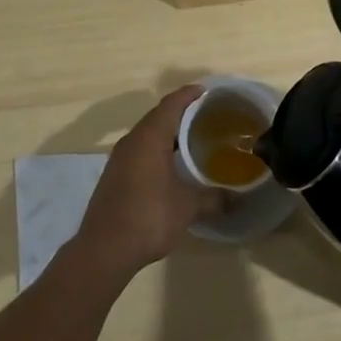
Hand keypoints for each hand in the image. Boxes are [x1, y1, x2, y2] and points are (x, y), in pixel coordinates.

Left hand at [76, 86, 223, 275]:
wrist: (104, 250)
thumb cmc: (149, 217)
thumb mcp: (187, 207)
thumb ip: (213, 198)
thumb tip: (236, 198)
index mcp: (150, 137)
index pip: (171, 104)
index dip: (189, 94)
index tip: (207, 91)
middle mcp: (132, 141)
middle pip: (158, 116)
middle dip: (180, 112)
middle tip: (205, 116)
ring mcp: (119, 158)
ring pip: (146, 134)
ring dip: (166, 133)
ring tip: (191, 140)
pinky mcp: (113, 176)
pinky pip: (138, 151)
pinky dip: (155, 149)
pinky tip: (169, 166)